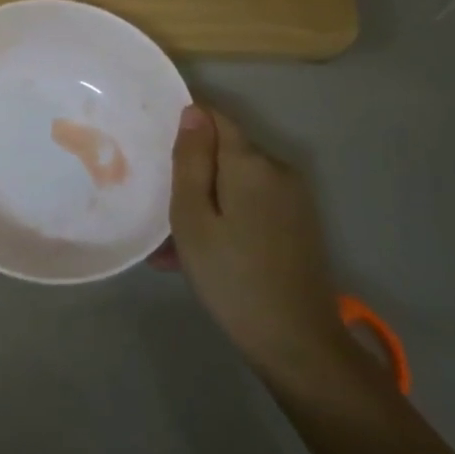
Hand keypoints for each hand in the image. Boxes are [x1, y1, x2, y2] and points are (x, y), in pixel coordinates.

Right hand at [169, 105, 372, 397]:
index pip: (214, 118)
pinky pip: (252, 205)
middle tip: (159, 211)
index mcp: (251, 162)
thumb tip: (193, 111)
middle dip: (192, 173)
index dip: (185, 126)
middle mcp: (278, 169)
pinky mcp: (298, 223)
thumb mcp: (193, 218)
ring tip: (172, 247)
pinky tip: (202, 256)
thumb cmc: (232, 277)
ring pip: (236, 184)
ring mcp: (292, 198)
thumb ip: (192, 161)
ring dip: (205, 202)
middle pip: (225, 153)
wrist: (296, 342)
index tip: (156, 151)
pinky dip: (226, 219)